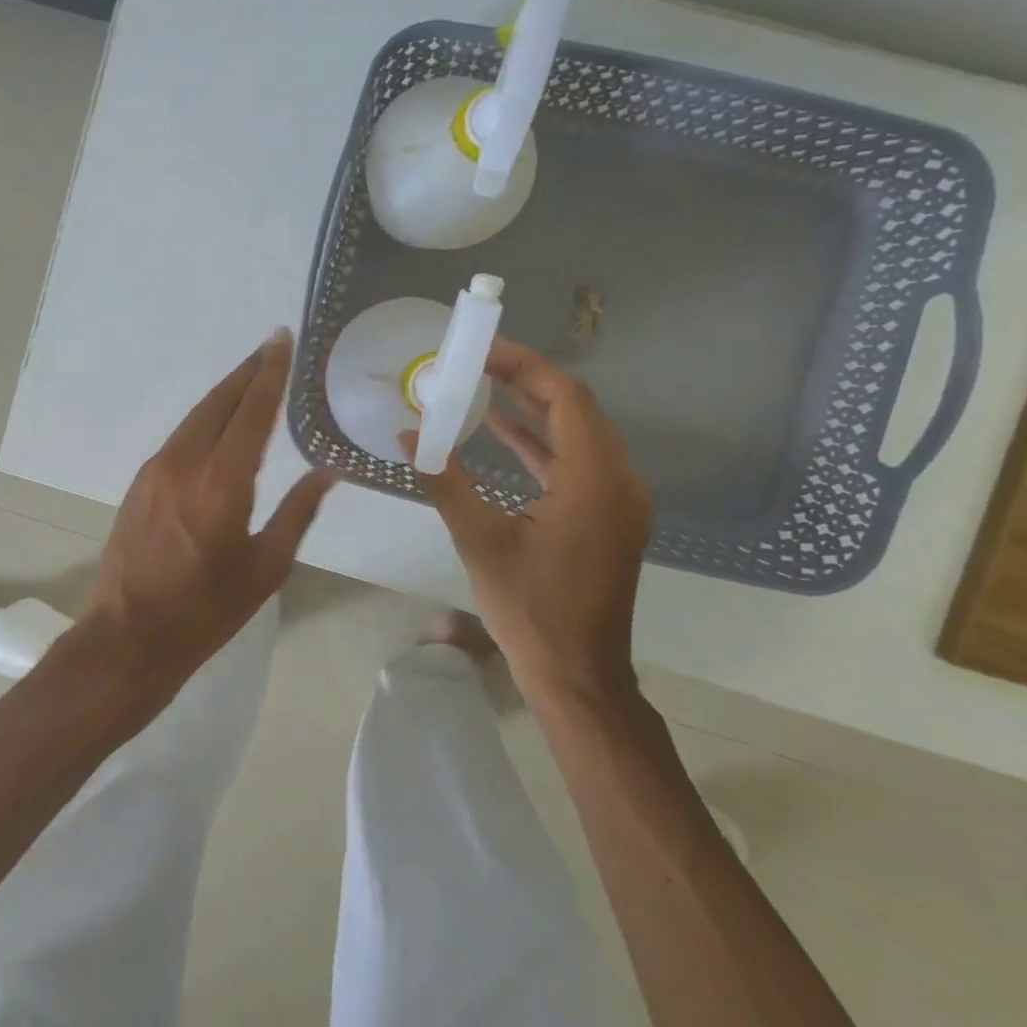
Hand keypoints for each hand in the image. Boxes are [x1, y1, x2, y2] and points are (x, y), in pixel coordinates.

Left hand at [79, 329, 336, 696]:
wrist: (130, 635)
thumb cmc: (207, 610)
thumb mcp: (266, 566)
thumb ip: (298, 512)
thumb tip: (328, 472)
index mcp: (223, 482)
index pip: (252, 412)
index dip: (270, 373)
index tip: (282, 340)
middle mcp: (186, 462)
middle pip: (219, 401)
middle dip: (248, 371)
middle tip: (272, 346)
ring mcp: (157, 469)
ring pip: (196, 415)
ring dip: (225, 393)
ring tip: (251, 376)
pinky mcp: (141, 482)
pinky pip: (180, 436)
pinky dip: (206, 419)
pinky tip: (220, 423)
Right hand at [410, 337, 652, 710]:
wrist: (578, 675)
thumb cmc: (529, 609)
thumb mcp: (479, 541)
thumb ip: (444, 481)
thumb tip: (406, 437)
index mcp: (593, 480)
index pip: (566, 398)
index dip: (525, 367)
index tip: (481, 352)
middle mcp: (619, 481)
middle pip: (577, 409)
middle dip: (527, 381)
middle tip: (476, 363)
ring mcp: (619, 501)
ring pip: (579, 434)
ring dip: (534, 409)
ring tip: (483, 387)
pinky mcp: (610, 517)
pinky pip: (578, 462)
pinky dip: (542, 443)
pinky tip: (502, 432)